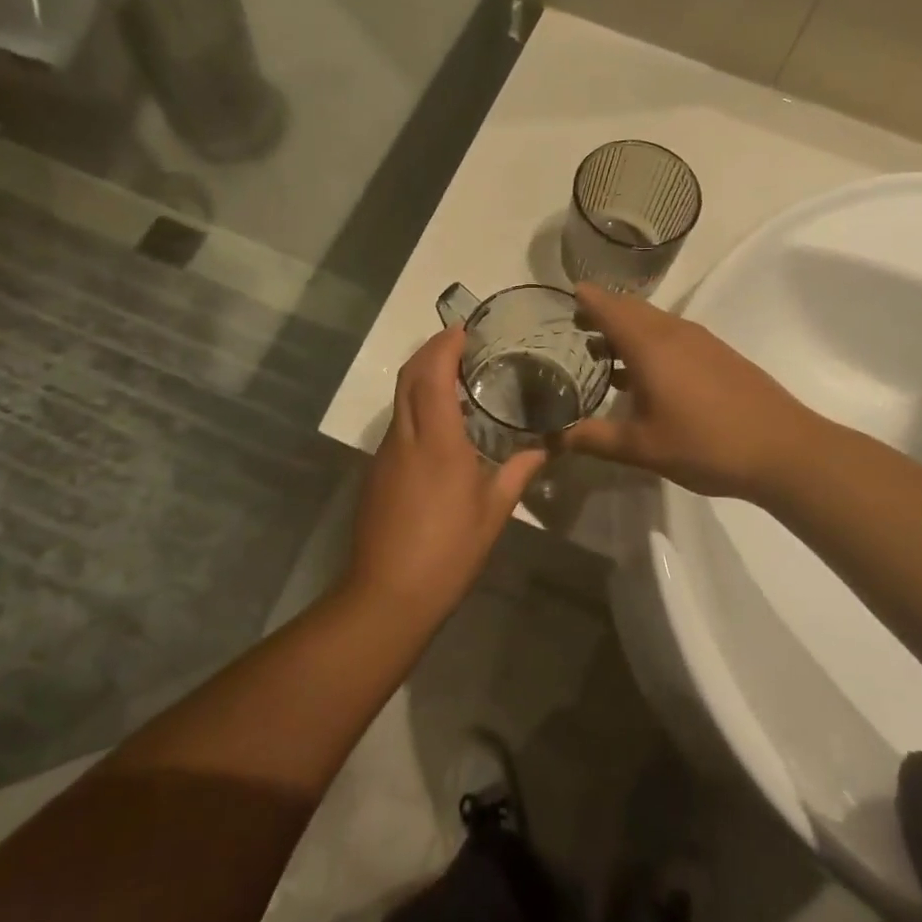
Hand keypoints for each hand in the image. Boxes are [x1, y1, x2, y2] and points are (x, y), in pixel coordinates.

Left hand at [345, 328, 545, 616]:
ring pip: (400, 398)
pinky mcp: (376, 472)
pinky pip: (398, 423)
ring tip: (454, 374)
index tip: (464, 328)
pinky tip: (440, 422)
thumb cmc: (448, 551)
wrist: (388, 594)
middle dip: (430, 350)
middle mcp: (405, 437)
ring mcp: (385, 454)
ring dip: (421, 376)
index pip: (434, 375)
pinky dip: (415, 405)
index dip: (445, 345)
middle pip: (409, 376)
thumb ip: (519, 473)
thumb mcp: (493, 512)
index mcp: (437, 441)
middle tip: (460, 341)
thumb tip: (545, 449)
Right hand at [562, 284, 819, 501]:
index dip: (587, 299)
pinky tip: (646, 376)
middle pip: (632, 309)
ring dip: (628, 330)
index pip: (610, 307)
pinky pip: (674, 336)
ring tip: (603, 351)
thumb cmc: (706, 444)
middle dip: (603, 313)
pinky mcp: (719, 356)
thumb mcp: (642, 447)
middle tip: (577, 327)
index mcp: (650, 345)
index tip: (566, 296)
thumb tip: (551, 438)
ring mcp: (701, 342)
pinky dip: (651, 343)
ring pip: (655, 322)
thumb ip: (594, 439)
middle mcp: (674, 332)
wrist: (784, 450)